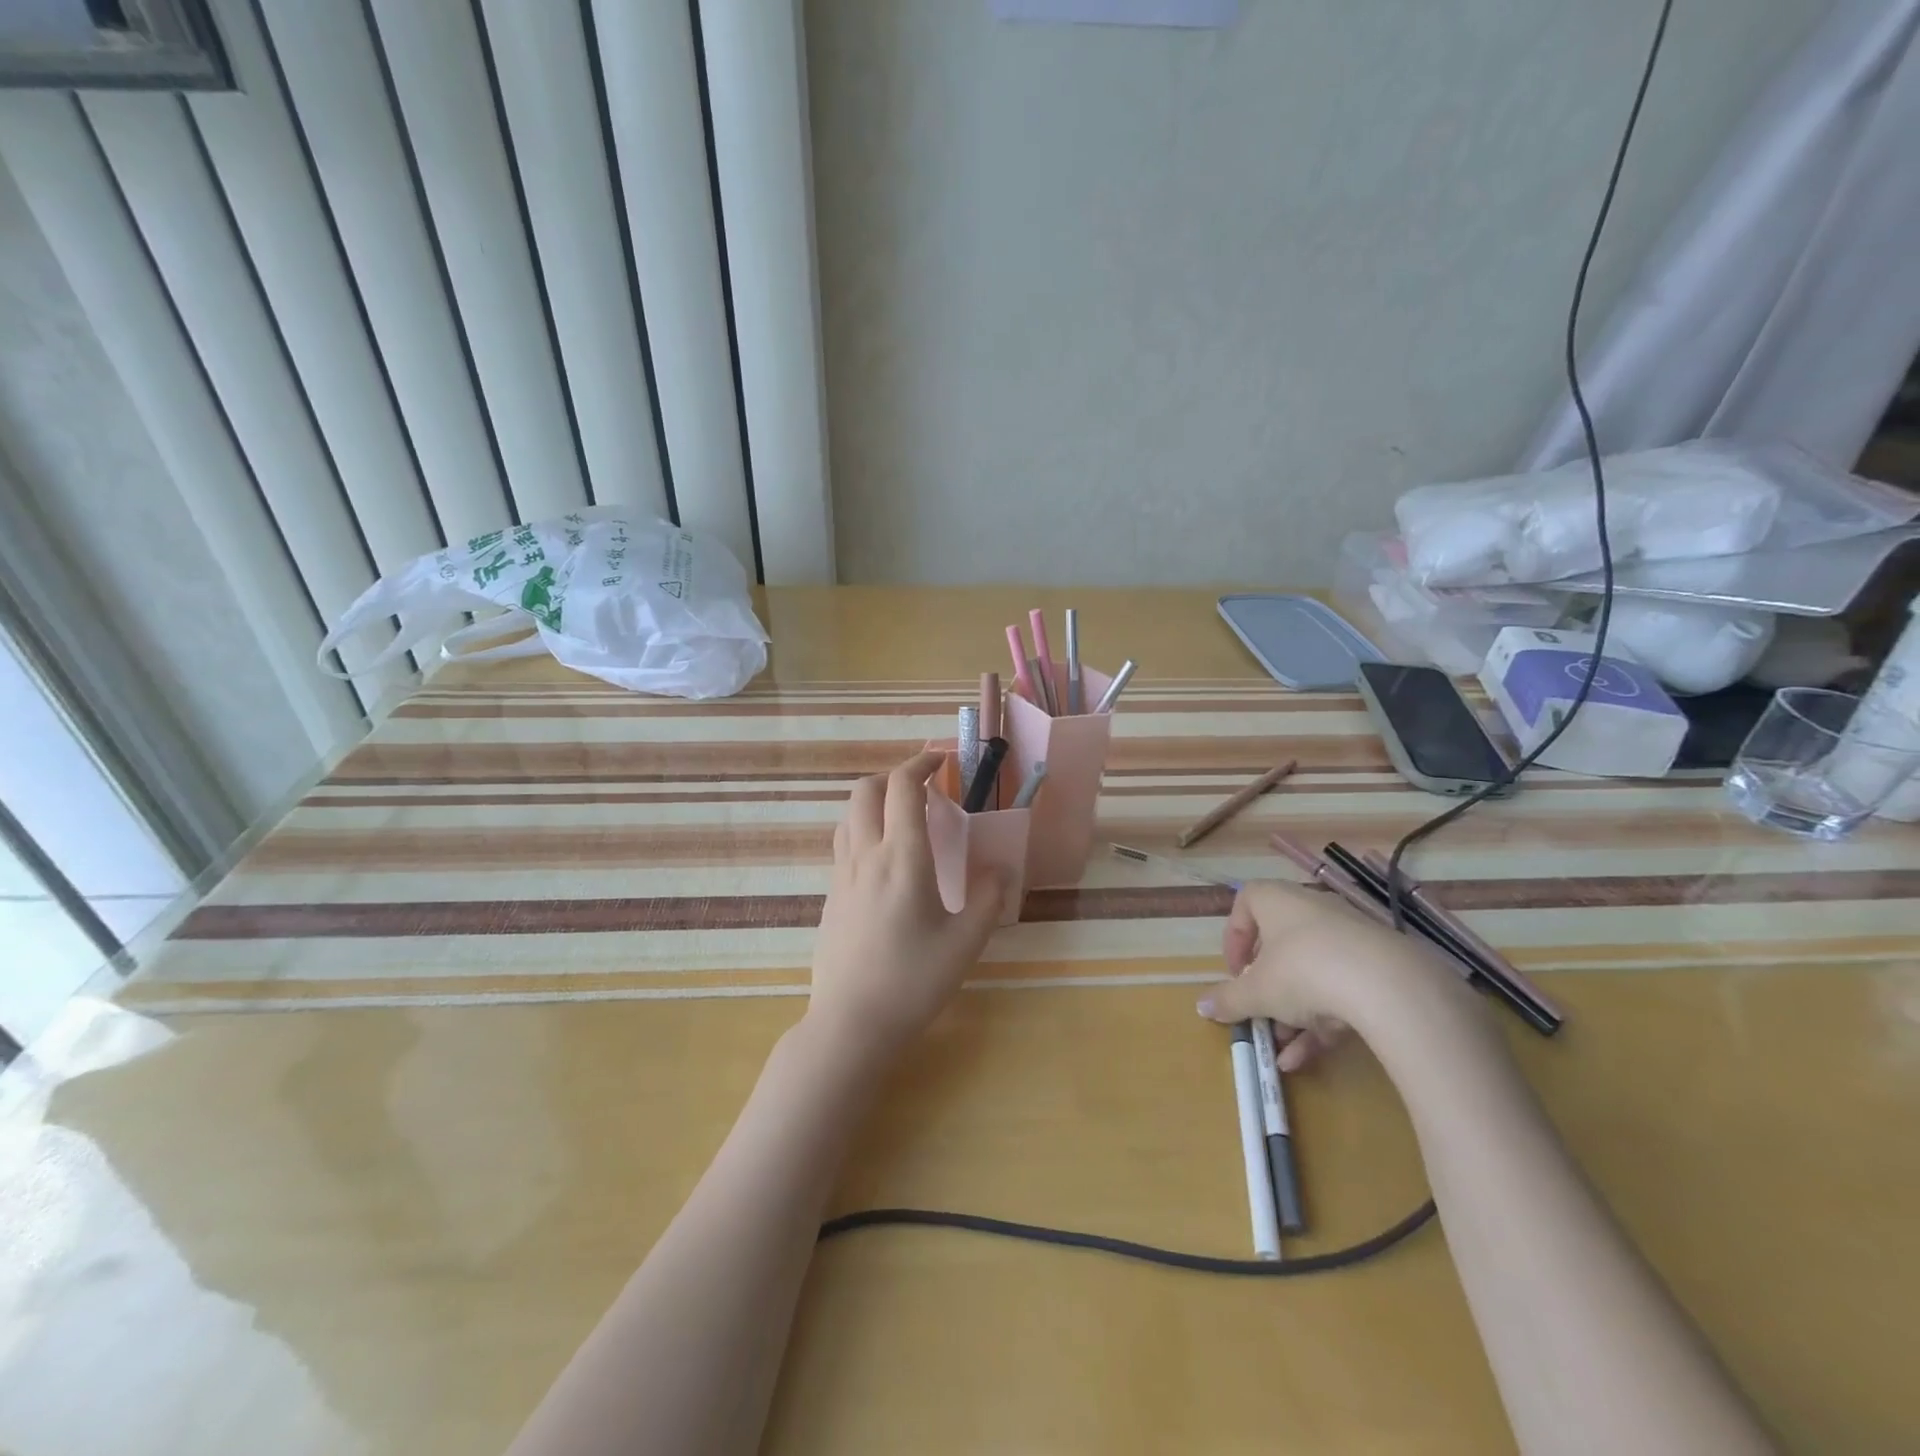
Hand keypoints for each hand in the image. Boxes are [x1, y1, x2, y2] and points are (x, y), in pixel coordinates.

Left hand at [805, 750, 1007, 1065]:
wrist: (851, 1024)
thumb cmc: (913, 982)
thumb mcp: (965, 943)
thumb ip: (988, 899)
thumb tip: (1000, 870)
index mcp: (902, 859)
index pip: (903, 788)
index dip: (921, 763)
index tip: (942, 760)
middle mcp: (866, 856)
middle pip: (865, 789)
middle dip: (894, 775)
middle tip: (924, 787)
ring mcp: (842, 875)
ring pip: (849, 814)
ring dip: (874, 800)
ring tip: (903, 818)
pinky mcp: (831, 895)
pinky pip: (843, 842)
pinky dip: (863, 828)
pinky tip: (884, 859)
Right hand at [1198, 880, 1478, 1070]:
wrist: (1389, 986)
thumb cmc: (1303, 971)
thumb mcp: (1256, 991)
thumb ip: (1228, 999)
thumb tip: (1201, 1006)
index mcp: (1278, 901)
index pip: (1246, 901)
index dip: (1235, 936)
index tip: (1235, 971)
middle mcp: (1313, 910)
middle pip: (1281, 944)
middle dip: (1266, 985)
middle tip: (1258, 1012)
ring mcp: (1350, 938)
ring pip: (1312, 973)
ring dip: (1292, 1012)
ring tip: (1281, 1048)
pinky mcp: (1379, 968)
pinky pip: (1341, 991)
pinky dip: (1322, 1022)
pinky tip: (1307, 1059)